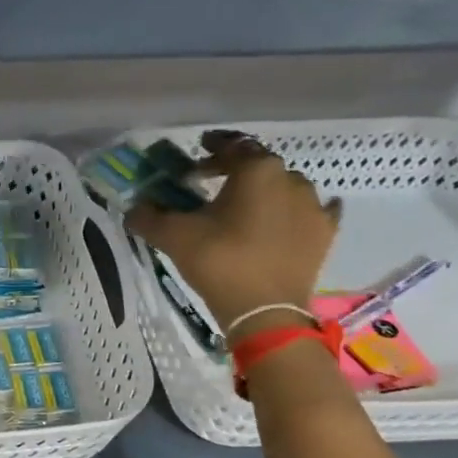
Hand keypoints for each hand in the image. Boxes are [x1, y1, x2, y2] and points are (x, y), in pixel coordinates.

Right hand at [126, 132, 340, 333]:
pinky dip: (296, 211)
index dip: (212, 147)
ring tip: (244, 207)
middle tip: (212, 181)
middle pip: (259, 165)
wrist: (265, 310)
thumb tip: (132, 208)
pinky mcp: (324, 233)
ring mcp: (313, 206)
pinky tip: (288, 218)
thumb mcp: (174, 237)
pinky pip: (313, 211)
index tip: (198, 151)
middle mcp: (291, 178)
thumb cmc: (219, 261)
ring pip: (285, 186)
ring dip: (265, 190)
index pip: (232, 147)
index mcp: (256, 170)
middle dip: (235, 170)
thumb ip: (149, 217)